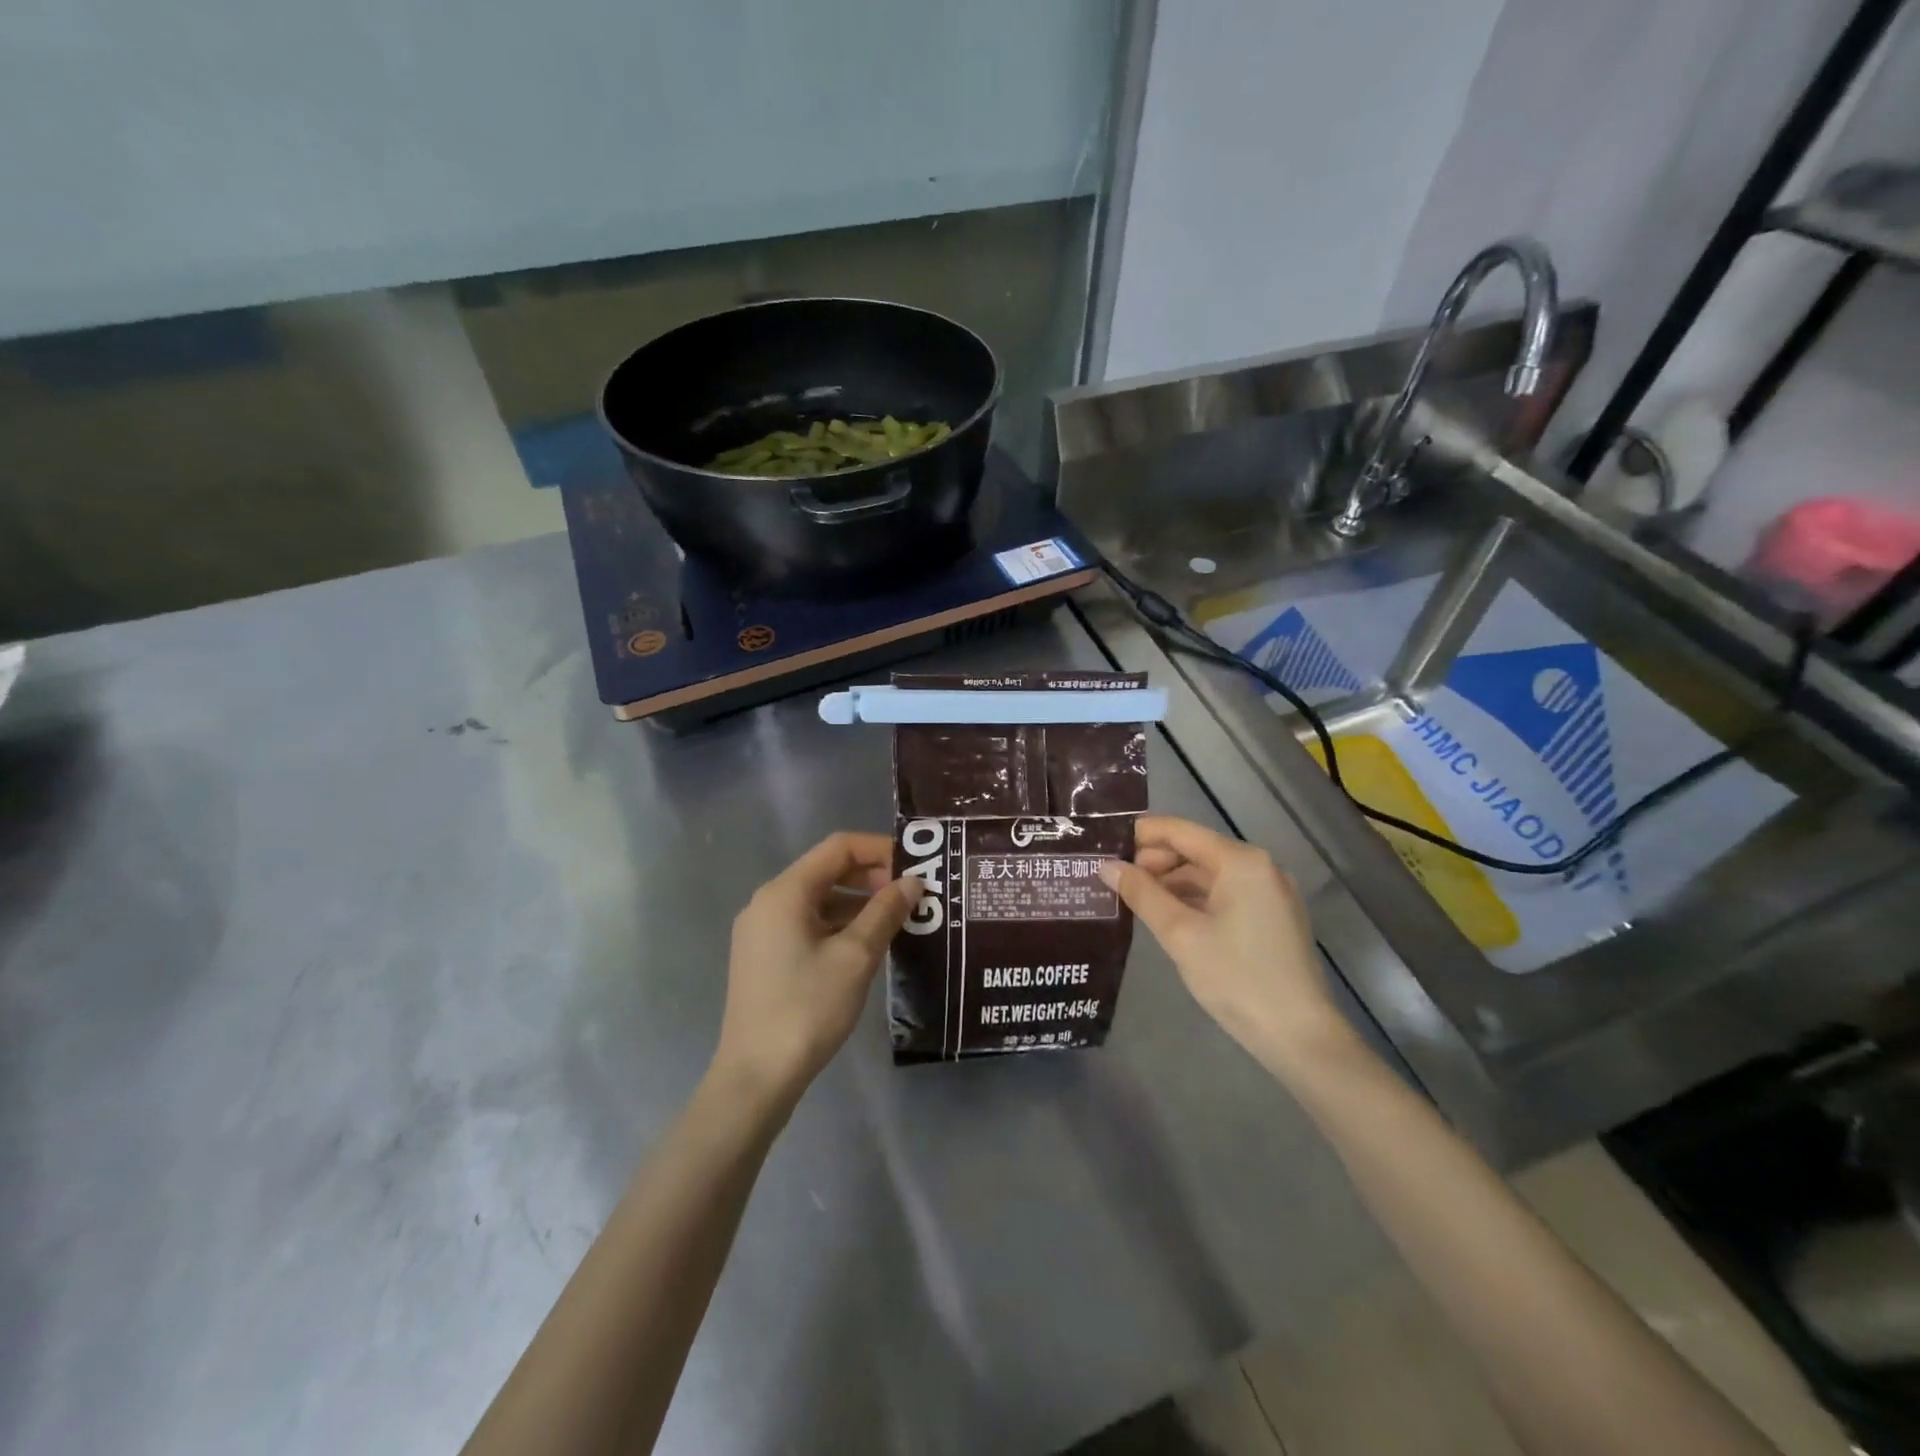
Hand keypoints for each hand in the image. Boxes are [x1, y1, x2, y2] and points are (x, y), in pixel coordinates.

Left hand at [713, 832, 921, 1111]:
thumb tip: (913, 882)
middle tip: (914, 895)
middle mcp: (768, 902)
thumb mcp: (856, 957)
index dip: (880, 849)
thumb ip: (885, 912)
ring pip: (820, 900)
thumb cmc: (807, 1008)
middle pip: (828, 871)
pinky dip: (840, 925)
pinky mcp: (765, 957)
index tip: (916, 865)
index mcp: (785, 892)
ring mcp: (763, 931)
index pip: (838, 847)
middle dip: (872, 878)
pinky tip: (869, 945)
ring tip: (900, 921)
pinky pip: (809, 925)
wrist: (756, 1077)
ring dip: (859, 904)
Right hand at [1101, 816, 1355, 1072]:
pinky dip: (1194, 900)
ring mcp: (1270, 893)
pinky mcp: (1272, 918)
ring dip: (1171, 883)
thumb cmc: (1237, 978)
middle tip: (1115, 881)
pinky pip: (1224, 895)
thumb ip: (1142, 894)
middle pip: (1195, 850)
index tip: (1104, 846)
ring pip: (1209, 875)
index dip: (1141, 835)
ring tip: (1134, 901)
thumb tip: (1108, 866)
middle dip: (1154, 862)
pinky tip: (1168, 918)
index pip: (1180, 831)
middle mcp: (1259, 867)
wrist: (1300, 1037)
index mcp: (1241, 861)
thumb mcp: (1180, 934)